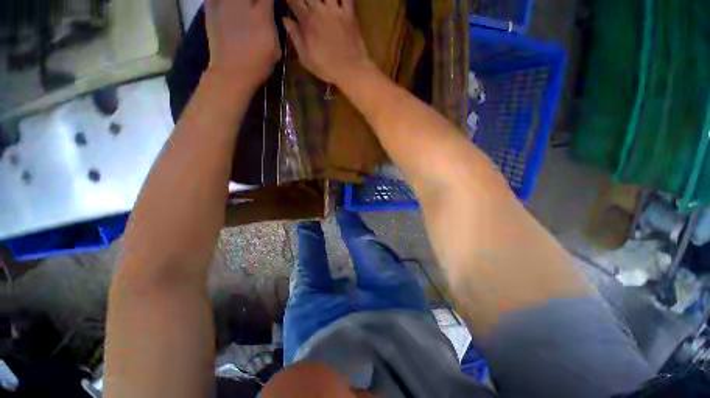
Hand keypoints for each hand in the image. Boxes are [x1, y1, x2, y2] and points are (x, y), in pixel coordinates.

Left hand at [206, 0, 280, 85]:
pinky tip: (227, 6)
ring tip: (241, 8)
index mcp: (261, 15)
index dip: (269, 1)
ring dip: (239, 2)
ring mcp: (224, 4)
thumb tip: (269, 14)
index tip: (268, 5)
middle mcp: (242, 4)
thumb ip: (272, 27)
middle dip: (255, 0)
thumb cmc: (257, 65)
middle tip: (255, 6)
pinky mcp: (210, 7)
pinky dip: (220, 1)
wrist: (231, 73)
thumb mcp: (274, 49)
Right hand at [283, 0, 371, 84]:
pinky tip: (338, 0)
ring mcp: (336, 10)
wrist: (350, 70)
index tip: (290, 2)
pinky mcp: (349, 13)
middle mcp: (320, 10)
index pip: (294, 1)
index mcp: (307, 21)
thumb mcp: (306, 58)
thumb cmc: (326, 68)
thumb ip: (295, 37)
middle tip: (305, 3)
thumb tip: (285, 20)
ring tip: (319, 1)